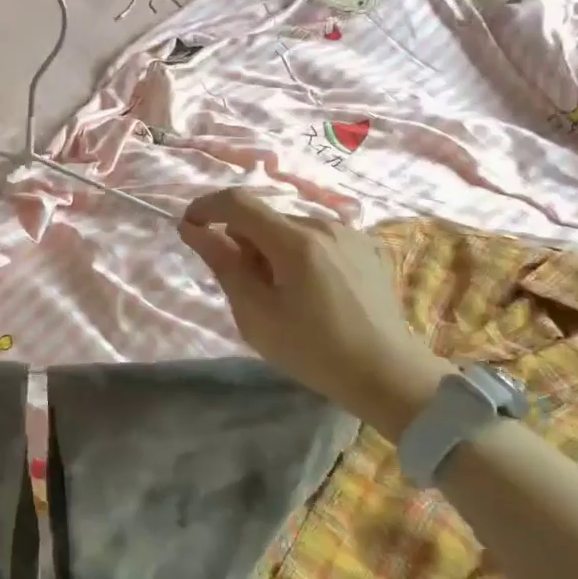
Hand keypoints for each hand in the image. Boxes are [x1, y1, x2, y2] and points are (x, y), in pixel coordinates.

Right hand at [180, 189, 452, 440]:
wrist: (389, 375)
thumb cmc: (314, 351)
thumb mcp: (256, 315)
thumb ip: (223, 264)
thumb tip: (192, 229)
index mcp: (295, 242)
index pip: (237, 202)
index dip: (205, 208)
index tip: (188, 227)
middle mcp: (323, 224)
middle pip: (263, 217)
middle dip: (242, 241)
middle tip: (245, 286)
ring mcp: (348, 233)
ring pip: (288, 227)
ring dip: (270, 248)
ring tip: (281, 293)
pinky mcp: (365, 245)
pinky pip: (314, 237)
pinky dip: (297, 252)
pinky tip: (309, 290)